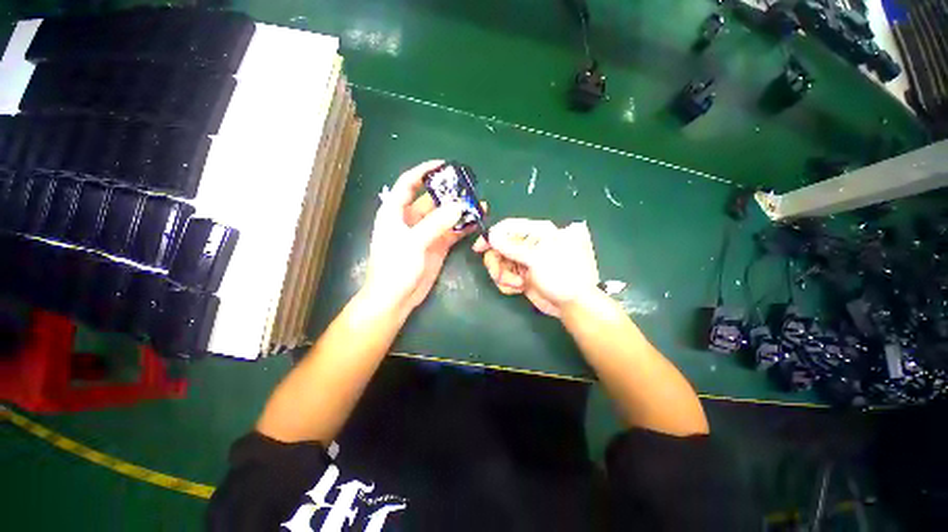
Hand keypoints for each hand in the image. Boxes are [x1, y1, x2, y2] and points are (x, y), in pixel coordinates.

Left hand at [362, 160, 480, 313]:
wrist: (396, 299)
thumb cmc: (395, 267)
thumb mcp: (413, 242)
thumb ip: (436, 223)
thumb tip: (459, 207)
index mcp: (395, 212)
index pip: (408, 184)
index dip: (424, 171)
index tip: (444, 165)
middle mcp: (411, 219)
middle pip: (431, 199)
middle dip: (449, 193)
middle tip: (470, 188)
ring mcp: (426, 233)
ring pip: (444, 216)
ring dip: (459, 211)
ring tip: (479, 204)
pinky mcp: (437, 246)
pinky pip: (451, 232)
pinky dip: (463, 227)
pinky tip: (477, 222)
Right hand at [472, 219, 599, 317]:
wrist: (573, 304)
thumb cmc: (561, 275)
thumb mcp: (536, 259)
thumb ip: (512, 247)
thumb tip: (491, 235)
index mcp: (537, 232)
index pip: (507, 228)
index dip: (491, 237)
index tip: (479, 249)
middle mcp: (528, 245)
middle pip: (499, 247)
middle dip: (497, 263)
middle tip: (500, 275)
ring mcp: (524, 261)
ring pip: (499, 263)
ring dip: (503, 276)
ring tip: (516, 285)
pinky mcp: (522, 275)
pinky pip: (504, 276)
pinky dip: (507, 284)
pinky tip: (518, 289)